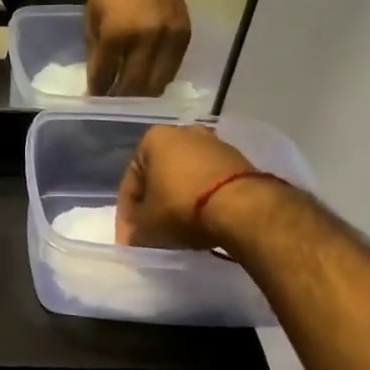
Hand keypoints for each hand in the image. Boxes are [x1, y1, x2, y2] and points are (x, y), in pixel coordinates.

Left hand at [86, 0, 190, 95]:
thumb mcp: (92, 17)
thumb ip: (95, 51)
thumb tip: (96, 82)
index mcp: (117, 34)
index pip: (105, 77)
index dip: (97, 92)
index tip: (93, 101)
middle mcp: (146, 40)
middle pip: (133, 87)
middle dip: (120, 100)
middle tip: (112, 106)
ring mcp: (169, 39)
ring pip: (156, 84)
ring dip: (141, 95)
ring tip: (130, 98)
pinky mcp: (185, 36)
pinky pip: (172, 70)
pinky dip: (159, 79)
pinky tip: (147, 80)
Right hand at [117, 124, 258, 247]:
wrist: (242, 206)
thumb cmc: (182, 206)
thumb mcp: (148, 225)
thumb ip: (135, 229)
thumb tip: (134, 237)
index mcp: (154, 139)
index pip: (131, 181)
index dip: (127, 214)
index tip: (130, 237)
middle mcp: (183, 133)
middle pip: (159, 175)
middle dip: (154, 202)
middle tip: (152, 230)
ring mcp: (214, 144)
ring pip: (185, 176)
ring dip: (178, 199)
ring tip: (178, 227)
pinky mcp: (238, 160)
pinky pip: (209, 181)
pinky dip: (202, 198)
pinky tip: (202, 220)